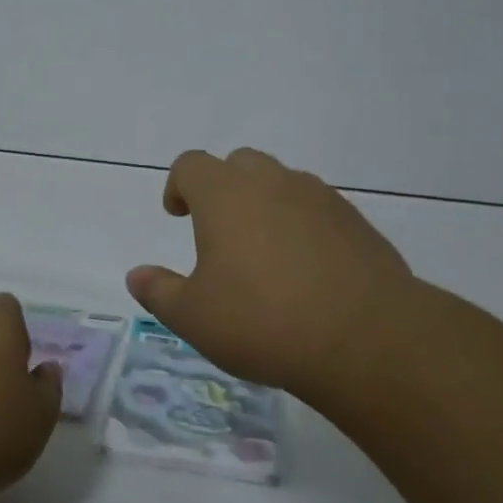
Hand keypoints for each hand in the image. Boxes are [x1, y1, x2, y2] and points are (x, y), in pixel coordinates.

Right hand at [126, 148, 424, 400]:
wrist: (366, 338)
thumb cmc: (263, 321)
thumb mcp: (194, 317)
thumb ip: (159, 292)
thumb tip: (136, 276)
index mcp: (225, 195)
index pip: (191, 165)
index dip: (178, 185)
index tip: (177, 214)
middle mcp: (272, 183)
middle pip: (239, 163)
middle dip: (223, 187)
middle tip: (219, 230)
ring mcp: (319, 198)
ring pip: (282, 183)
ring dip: (265, 204)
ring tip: (265, 253)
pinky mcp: (356, 221)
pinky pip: (317, 209)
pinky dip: (303, 225)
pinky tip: (307, 269)